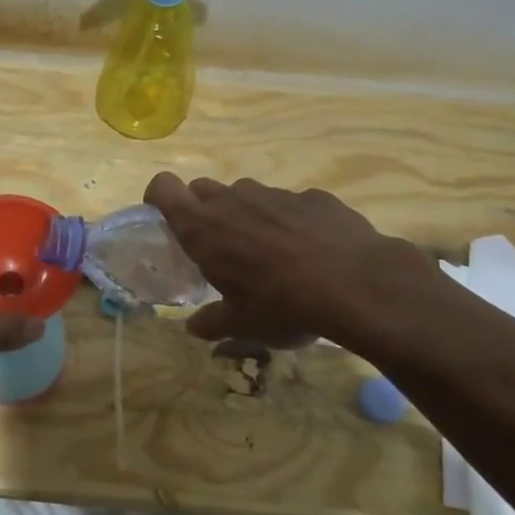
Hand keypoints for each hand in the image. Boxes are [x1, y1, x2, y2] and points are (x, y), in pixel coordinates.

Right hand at [144, 173, 437, 347]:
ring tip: (267, 250)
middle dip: (203, 209)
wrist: (355, 285)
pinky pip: (289, 202)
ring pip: (246, 194)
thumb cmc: (281, 305)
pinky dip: (289, 219)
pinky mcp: (312, 196)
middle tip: (218, 244)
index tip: (164, 216)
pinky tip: (310, 249)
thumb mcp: (242, 325)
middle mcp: (233, 201)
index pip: (164, 187)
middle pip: (202, 188)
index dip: (159, 196)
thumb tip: (194, 327)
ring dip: (245, 214)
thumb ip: (212, 322)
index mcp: (203, 228)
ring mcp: (274, 194)